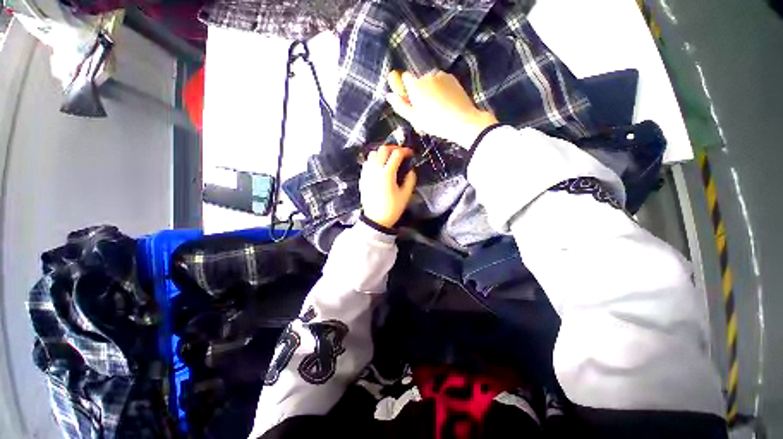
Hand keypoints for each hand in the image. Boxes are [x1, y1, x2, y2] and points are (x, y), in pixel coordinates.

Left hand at [360, 145, 416, 228]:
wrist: (375, 220)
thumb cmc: (392, 209)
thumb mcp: (405, 195)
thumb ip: (410, 180)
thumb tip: (411, 170)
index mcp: (387, 174)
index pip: (396, 154)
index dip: (405, 151)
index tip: (410, 154)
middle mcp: (375, 170)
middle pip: (383, 149)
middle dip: (393, 148)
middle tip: (401, 153)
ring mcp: (367, 173)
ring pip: (373, 153)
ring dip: (382, 153)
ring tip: (390, 159)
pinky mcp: (362, 178)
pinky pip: (367, 162)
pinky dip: (374, 160)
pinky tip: (380, 167)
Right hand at [386, 70, 498, 148]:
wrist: (462, 121)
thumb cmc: (435, 123)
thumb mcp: (415, 118)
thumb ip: (401, 106)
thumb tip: (389, 95)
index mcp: (416, 86)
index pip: (405, 78)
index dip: (407, 89)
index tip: (412, 101)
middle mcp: (427, 76)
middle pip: (419, 81)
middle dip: (420, 92)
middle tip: (426, 110)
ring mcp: (441, 75)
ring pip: (430, 81)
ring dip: (431, 90)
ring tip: (438, 108)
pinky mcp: (452, 78)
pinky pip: (441, 81)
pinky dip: (441, 89)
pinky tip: (446, 102)